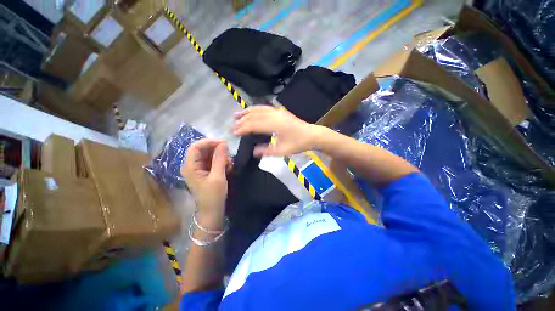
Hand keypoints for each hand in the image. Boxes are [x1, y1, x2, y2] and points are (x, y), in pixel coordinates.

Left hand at [181, 139, 228, 217]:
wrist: (212, 211)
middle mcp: (192, 165)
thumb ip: (220, 159)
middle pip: (203, 149)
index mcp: (190, 166)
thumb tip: (224, 143)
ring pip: (209, 154)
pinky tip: (227, 167)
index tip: (225, 143)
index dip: (210, 142)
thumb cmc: (213, 196)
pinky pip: (213, 160)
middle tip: (229, 156)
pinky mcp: (205, 171)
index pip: (196, 146)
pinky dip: (221, 161)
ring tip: (229, 165)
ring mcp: (198, 168)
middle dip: (217, 150)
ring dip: (221, 156)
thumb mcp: (218, 177)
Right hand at [232, 106, 321, 156]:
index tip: (233, 133)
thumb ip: (267, 151)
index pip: (254, 125)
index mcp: (275, 125)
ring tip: (236, 115)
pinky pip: (264, 108)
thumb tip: (253, 151)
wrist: (312, 135)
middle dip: (242, 121)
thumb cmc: (298, 143)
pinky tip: (250, 111)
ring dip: (246, 112)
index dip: (242, 128)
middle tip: (232, 127)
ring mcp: (278, 111)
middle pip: (254, 116)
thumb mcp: (283, 151)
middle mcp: (275, 115)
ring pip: (258, 109)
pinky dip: (255, 109)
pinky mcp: (280, 111)